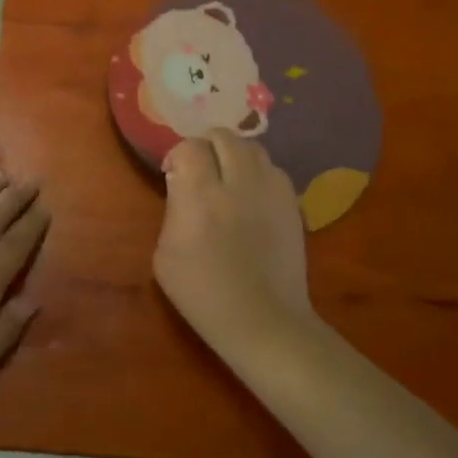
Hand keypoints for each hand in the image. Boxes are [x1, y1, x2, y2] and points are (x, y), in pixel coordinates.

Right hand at [154, 132, 311, 345]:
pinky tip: (252, 196)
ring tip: (228, 177)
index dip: (178, 155)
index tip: (173, 174)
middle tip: (201, 168)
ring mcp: (271, 191)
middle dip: (207, 145)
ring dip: (235, 155)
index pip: (189, 147)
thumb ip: (173, 210)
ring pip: (253, 148)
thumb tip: (182, 186)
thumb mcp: (164, 255)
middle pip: (224, 137)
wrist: (263, 321)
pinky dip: (259, 173)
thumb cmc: (203, 294)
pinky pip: (274, 170)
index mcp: (200, 195)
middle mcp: (238, 183)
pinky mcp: (292, 204)